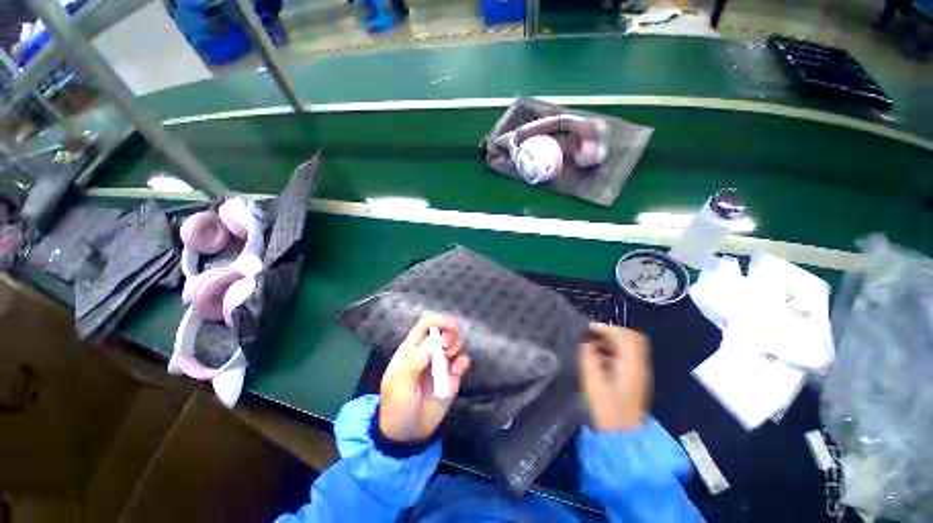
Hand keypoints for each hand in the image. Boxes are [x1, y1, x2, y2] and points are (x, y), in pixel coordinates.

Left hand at [379, 313, 470, 441]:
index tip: (451, 327)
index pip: (426, 323)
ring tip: (451, 363)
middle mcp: (429, 351)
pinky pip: (463, 361)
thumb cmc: (398, 406)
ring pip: (456, 342)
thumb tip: (435, 340)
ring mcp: (442, 363)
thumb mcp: (400, 384)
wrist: (409, 435)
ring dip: (457, 346)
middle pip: (445, 329)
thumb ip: (415, 360)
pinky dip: (463, 362)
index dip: (439, 320)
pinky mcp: (453, 376)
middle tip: (449, 349)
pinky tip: (457, 373)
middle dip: (451, 333)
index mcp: (413, 348)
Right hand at [580, 323, 651, 430]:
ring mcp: (637, 375)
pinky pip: (625, 359)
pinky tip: (597, 361)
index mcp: (631, 366)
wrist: (621, 439)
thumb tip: (586, 345)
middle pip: (631, 340)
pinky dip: (611, 354)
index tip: (590, 330)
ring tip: (590, 348)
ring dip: (610, 344)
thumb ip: (589, 359)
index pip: (628, 337)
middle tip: (591, 336)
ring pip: (628, 350)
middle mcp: (639, 368)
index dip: (609, 329)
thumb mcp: (593, 383)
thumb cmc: (607, 411)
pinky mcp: (633, 382)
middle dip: (610, 334)